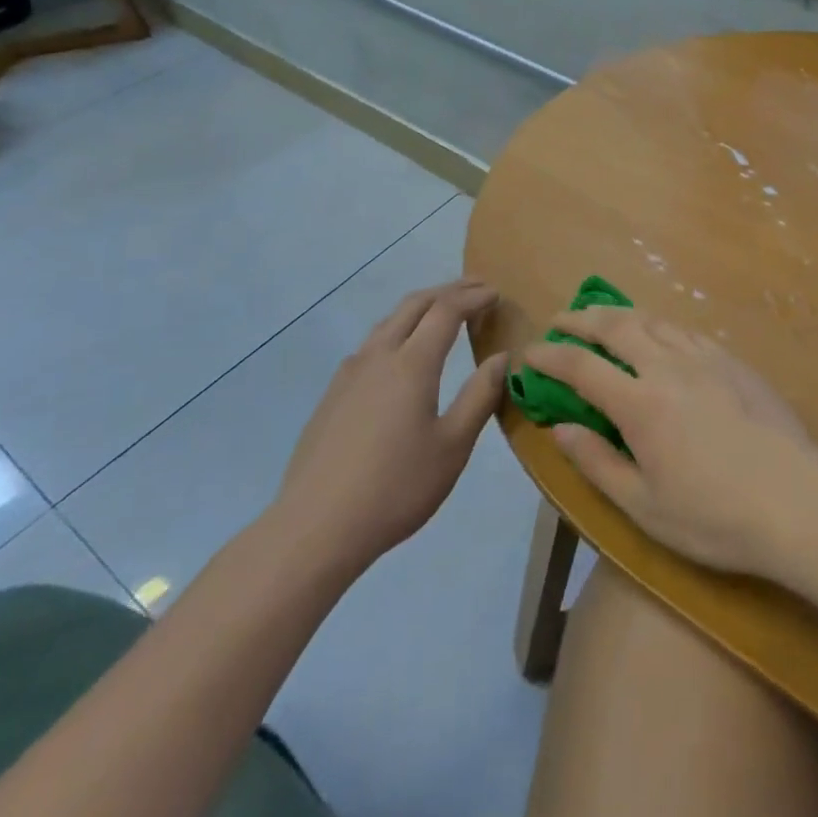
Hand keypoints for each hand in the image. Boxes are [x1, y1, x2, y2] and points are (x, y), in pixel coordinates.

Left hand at [271, 278, 506, 580]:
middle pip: (415, 304)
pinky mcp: (333, 394)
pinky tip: (403, 354)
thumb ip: (480, 396)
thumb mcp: (453, 446)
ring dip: (420, 307)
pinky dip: (398, 330)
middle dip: (448, 290)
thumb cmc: (396, 487)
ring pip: (389, 321)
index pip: (447, 310)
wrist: (316, 527)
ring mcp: (350, 373)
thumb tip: (502, 357)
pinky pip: (372, 344)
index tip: (496, 293)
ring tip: (443, 312)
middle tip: (477, 289)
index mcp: (412, 363)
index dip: (473, 297)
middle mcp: (379, 355)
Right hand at [517, 308, 817, 576]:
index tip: (529, 353)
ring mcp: (706, 359)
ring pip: (654, 321)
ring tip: (605, 320)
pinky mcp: (735, 362)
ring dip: (621, 315)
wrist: (798, 504)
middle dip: (582, 319)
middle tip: (562, 320)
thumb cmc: (715, 518)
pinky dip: (660, 326)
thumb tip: (561, 428)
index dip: (550, 356)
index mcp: (641, 404)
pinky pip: (687, 331)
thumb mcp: (644, 507)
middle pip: (616, 326)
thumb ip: (597, 463)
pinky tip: (661, 337)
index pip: (581, 366)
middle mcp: (669, 367)